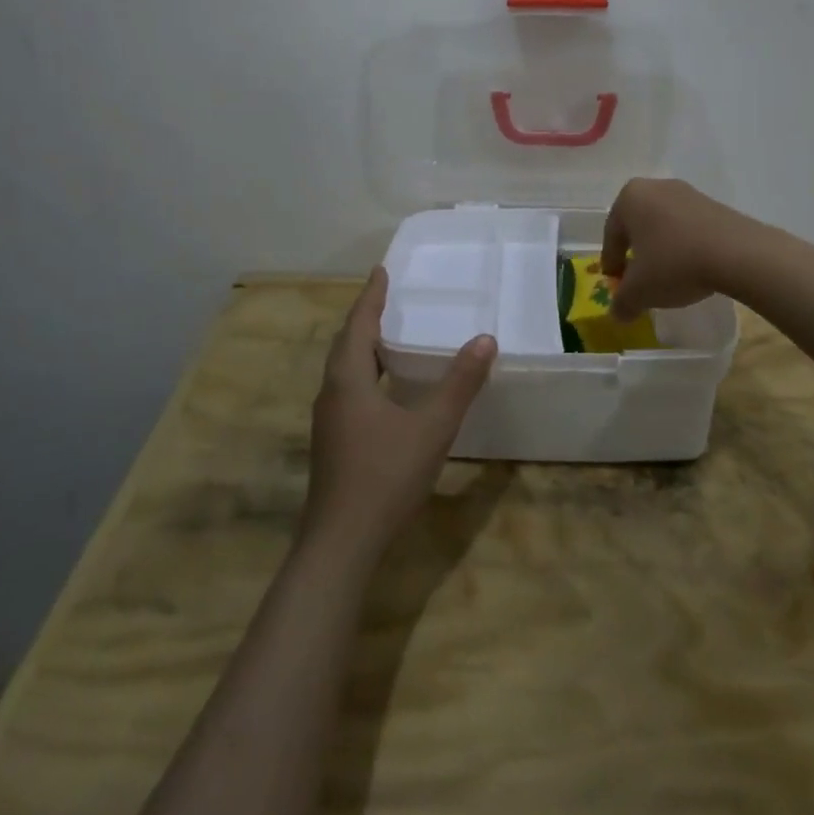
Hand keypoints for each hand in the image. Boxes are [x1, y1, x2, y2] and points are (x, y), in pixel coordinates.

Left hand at [302, 268, 495, 560]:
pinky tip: (385, 391)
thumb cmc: (385, 475)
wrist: (340, 543)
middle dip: (365, 319)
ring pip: (344, 371)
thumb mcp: (432, 427)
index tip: (381, 271)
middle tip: (387, 299)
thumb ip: (460, 383)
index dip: (371, 296)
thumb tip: (485, 339)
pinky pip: (348, 391)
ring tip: (388, 337)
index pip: (358, 324)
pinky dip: (365, 374)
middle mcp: (331, 393)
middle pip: (346, 345)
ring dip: (363, 348)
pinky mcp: (333, 444)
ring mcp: (328, 422)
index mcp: (348, 379)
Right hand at [600, 178, 761, 320]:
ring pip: (664, 225)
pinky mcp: (713, 204)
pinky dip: (684, 246)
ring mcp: (687, 193)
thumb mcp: (640, 291)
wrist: (737, 253)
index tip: (615, 282)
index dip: (611, 262)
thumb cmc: (674, 263)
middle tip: (638, 279)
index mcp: (630, 198)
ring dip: (661, 249)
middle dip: (636, 253)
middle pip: (637, 226)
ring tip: (667, 276)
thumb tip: (617, 313)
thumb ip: (622, 302)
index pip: (611, 234)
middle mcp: (655, 187)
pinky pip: (688, 227)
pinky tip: (692, 267)